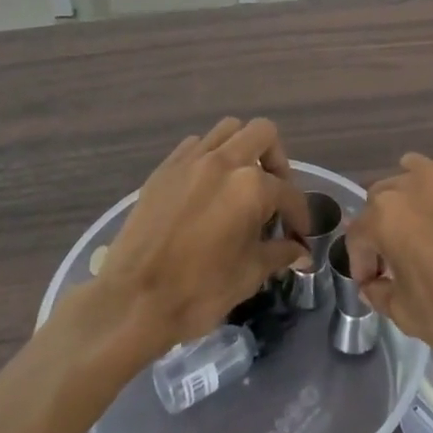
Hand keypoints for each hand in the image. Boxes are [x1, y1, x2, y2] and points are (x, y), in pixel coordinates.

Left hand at [96, 119, 310, 355]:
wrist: (132, 302)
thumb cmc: (199, 291)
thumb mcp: (250, 274)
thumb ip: (280, 253)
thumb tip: (301, 252)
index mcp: (251, 186)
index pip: (289, 193)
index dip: (300, 216)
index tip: (299, 235)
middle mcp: (223, 162)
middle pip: (263, 134)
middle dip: (277, 161)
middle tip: (274, 193)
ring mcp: (190, 161)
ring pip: (228, 130)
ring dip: (243, 149)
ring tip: (241, 183)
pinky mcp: (163, 170)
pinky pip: (195, 145)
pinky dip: (209, 157)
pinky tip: (208, 188)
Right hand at [346, 154, 432, 384]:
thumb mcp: (405, 314)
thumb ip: (379, 291)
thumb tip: (374, 283)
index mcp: (387, 215)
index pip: (359, 232)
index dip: (361, 260)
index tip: (373, 281)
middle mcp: (416, 185)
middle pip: (385, 196)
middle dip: (384, 224)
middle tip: (398, 255)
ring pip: (420, 177)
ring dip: (414, 201)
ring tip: (427, 230)